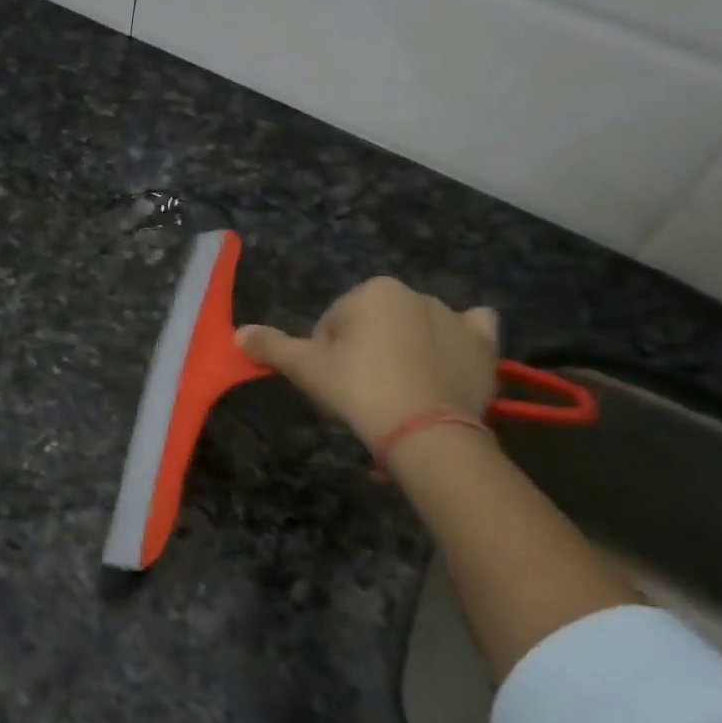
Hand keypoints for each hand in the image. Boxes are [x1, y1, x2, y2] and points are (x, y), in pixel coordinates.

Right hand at [238, 278, 499, 448]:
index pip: (334, 323)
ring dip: (405, 349)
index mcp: (372, 291)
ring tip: (400, 392)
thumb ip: (272, 346)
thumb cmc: (359, 390)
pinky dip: (459, 340)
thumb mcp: (306, 369)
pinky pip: (471, 330)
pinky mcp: (483, 344)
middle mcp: (415, 293)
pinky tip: (447, 360)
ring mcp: (453, 317)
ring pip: (416, 329)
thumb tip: (238, 333)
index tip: (333, 385)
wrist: (425, 431)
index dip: (326, 355)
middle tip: (362, 393)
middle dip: (365, 351)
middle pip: (374, 324)